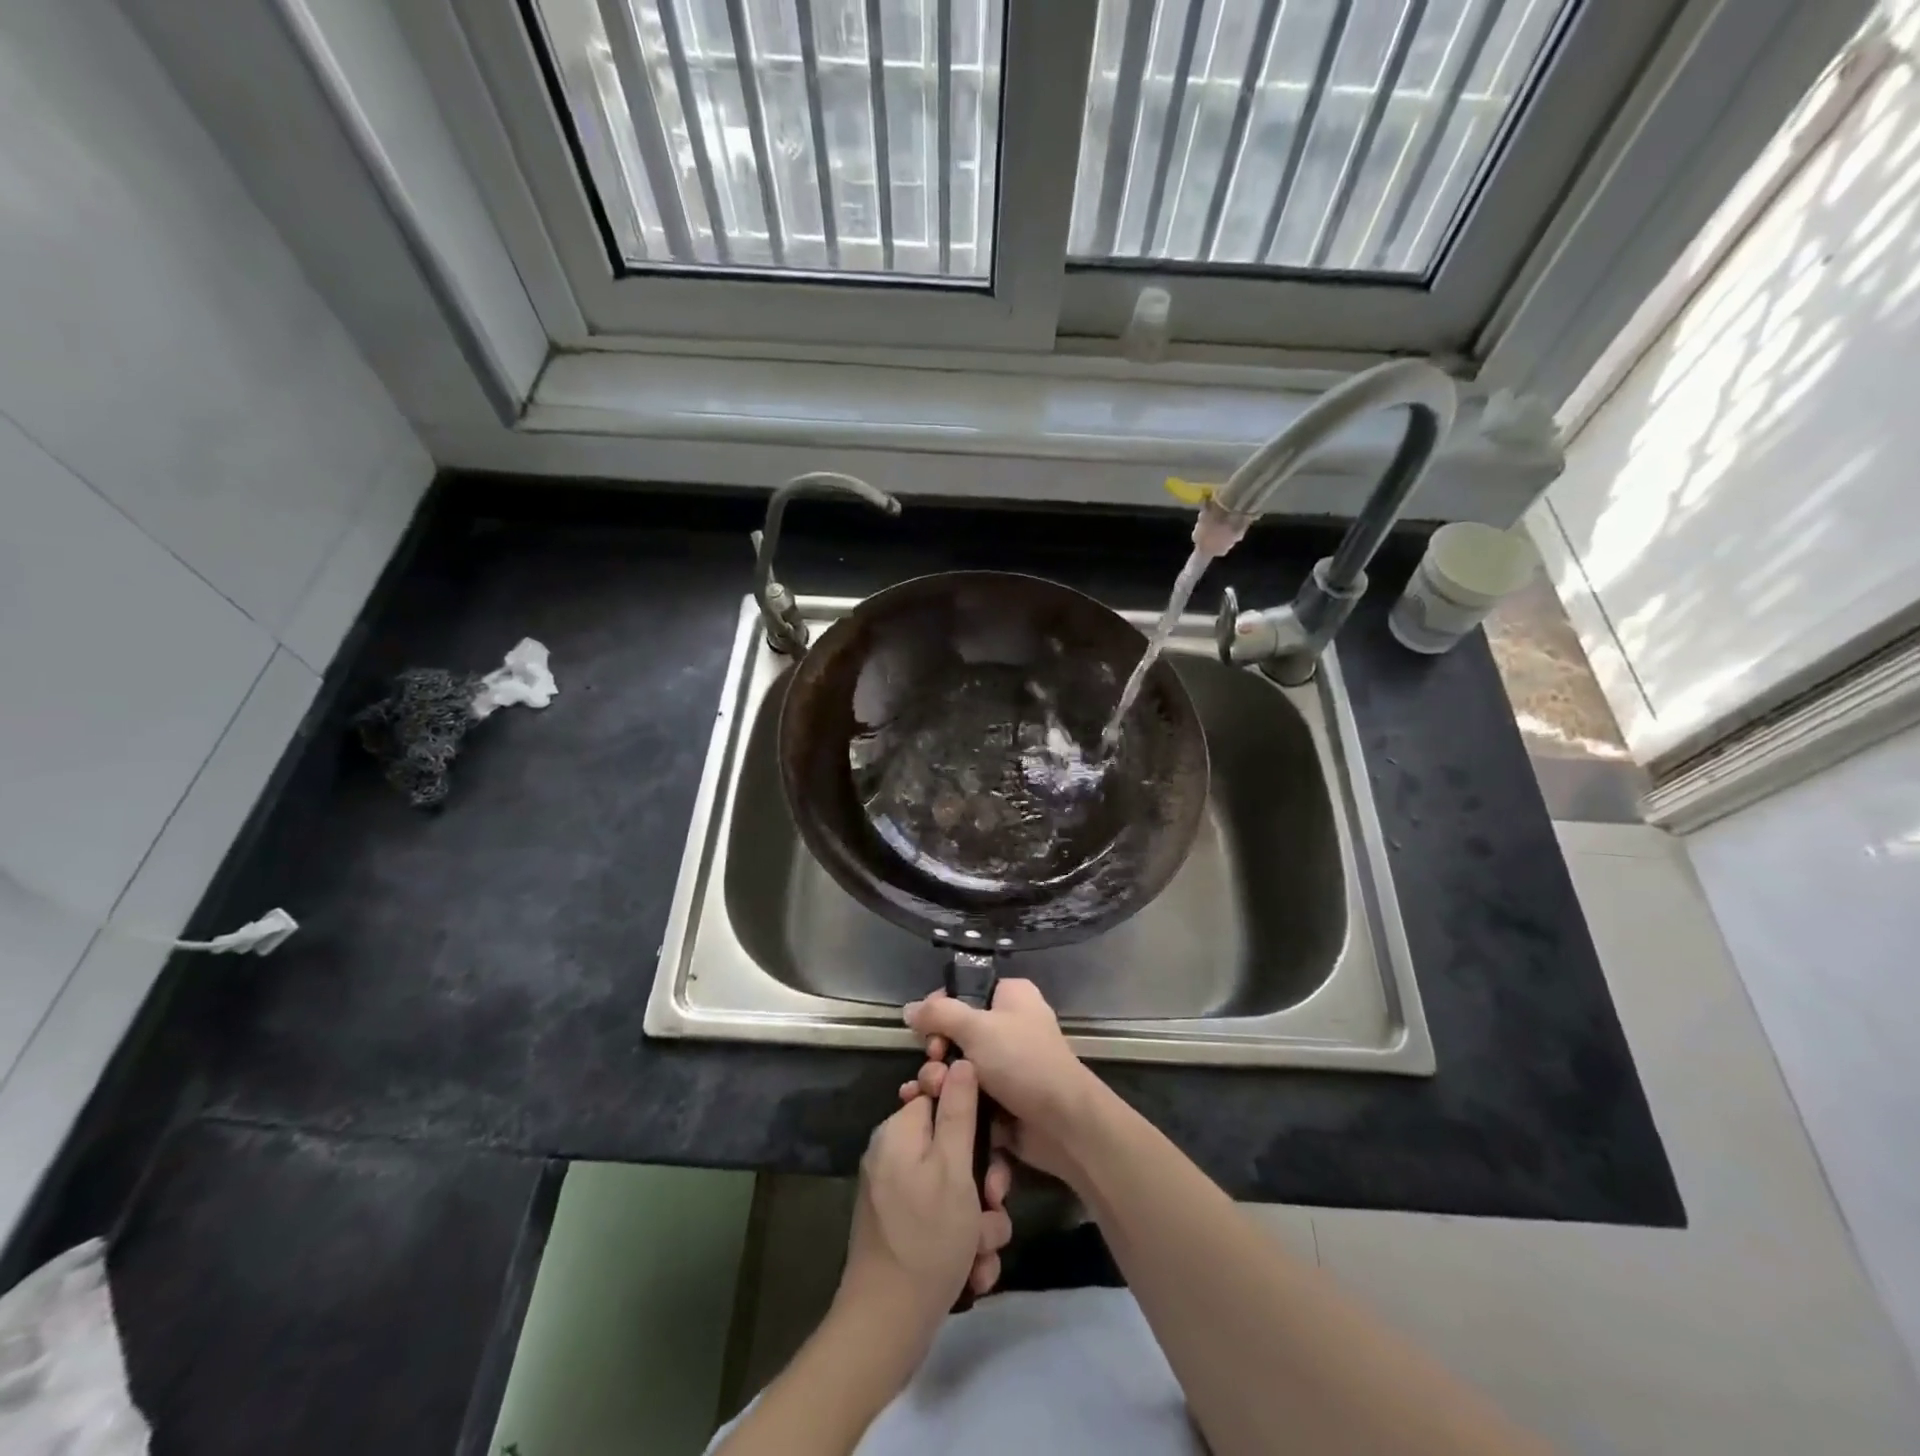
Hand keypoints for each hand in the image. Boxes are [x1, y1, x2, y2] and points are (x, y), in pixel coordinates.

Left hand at [839, 1060, 1013, 1363]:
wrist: (886, 1327)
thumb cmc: (926, 1238)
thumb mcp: (953, 1168)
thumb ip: (958, 1111)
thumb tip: (960, 1059)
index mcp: (899, 1132)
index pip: (940, 1095)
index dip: (971, 1116)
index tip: (992, 1143)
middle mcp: (894, 1157)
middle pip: (952, 1148)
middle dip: (981, 1183)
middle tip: (991, 1205)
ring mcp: (897, 1196)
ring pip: (955, 1191)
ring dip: (978, 1222)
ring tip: (980, 1252)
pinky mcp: (903, 1231)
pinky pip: (942, 1222)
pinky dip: (961, 1244)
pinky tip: (970, 1273)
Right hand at [901, 979, 1103, 1186]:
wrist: (1062, 1123)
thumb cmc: (1021, 1061)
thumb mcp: (976, 1027)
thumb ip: (939, 1014)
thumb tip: (910, 1009)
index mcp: (1010, 996)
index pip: (964, 991)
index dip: (939, 1009)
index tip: (924, 1029)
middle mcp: (1009, 1025)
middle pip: (956, 1031)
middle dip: (937, 1051)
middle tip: (935, 1064)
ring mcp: (1005, 1064)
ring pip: (958, 1066)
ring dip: (939, 1079)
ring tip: (933, 1091)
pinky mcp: (1001, 1098)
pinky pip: (967, 1092)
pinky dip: (950, 1100)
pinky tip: (930, 1109)